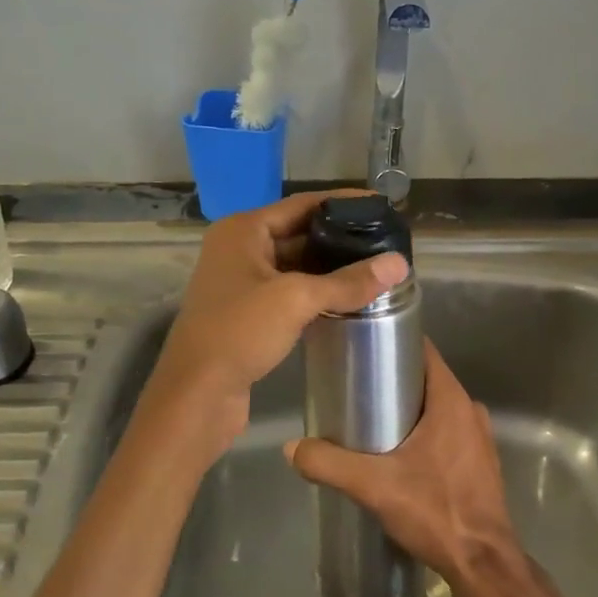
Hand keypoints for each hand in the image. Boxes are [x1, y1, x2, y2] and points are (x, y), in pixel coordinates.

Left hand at [145, 191, 408, 448]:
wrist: (197, 394)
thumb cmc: (239, 332)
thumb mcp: (296, 299)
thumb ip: (348, 281)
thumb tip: (400, 264)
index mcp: (243, 230)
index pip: (301, 204)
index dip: (342, 202)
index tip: (380, 206)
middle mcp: (239, 249)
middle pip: (298, 233)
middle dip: (339, 237)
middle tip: (384, 241)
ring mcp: (241, 282)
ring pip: (295, 265)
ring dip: (330, 268)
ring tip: (375, 268)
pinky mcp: (247, 312)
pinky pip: (289, 291)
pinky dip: (316, 292)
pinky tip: (348, 298)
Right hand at [285, 340, 520, 589]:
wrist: (483, 564)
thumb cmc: (435, 511)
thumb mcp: (374, 485)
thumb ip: (329, 463)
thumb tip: (292, 447)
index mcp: (451, 400)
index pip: (423, 350)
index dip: (393, 342)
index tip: (362, 347)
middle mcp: (469, 410)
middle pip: (426, 379)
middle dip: (392, 380)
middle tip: (355, 389)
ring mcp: (479, 437)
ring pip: (437, 407)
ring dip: (408, 409)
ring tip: (371, 421)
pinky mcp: (480, 462)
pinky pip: (448, 431)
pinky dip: (424, 432)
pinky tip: (399, 454)